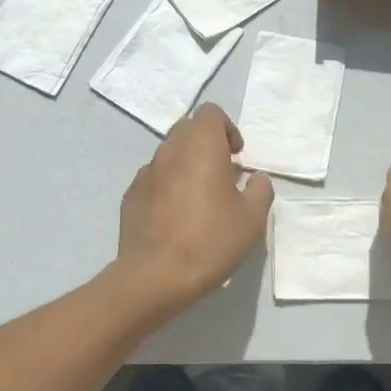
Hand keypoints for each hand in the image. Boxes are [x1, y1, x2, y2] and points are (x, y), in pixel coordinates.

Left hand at [112, 104, 274, 315]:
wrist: (155, 276)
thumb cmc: (210, 241)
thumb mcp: (251, 219)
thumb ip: (259, 190)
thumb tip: (256, 179)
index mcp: (201, 147)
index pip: (210, 113)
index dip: (227, 129)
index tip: (236, 156)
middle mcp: (170, 150)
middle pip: (188, 129)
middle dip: (206, 143)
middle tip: (221, 174)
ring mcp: (146, 172)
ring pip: (169, 153)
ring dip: (185, 164)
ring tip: (198, 198)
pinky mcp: (130, 194)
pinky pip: (153, 178)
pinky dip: (166, 185)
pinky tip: (175, 216)